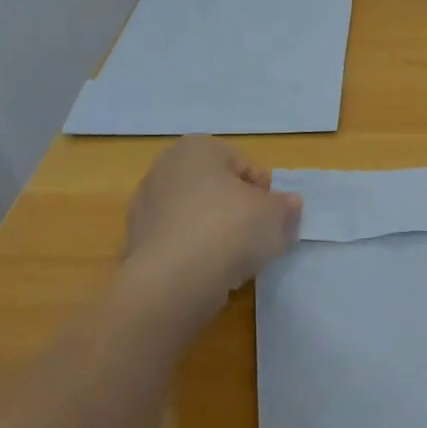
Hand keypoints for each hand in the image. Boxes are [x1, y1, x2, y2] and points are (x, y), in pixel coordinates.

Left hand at [122, 137, 301, 311]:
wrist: (173, 280)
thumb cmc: (229, 229)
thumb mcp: (274, 215)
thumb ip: (285, 206)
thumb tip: (290, 203)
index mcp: (197, 148)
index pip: (243, 165)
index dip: (263, 192)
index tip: (272, 217)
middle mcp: (165, 167)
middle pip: (216, 188)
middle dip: (238, 210)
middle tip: (258, 236)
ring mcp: (146, 204)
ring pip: (196, 215)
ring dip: (216, 231)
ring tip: (235, 259)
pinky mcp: (136, 240)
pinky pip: (179, 240)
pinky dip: (195, 250)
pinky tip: (210, 271)